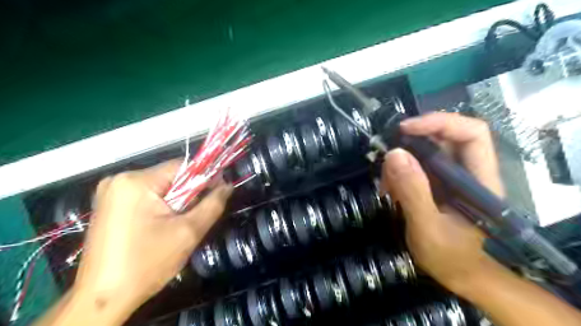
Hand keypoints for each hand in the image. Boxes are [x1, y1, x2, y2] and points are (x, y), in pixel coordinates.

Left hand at [74, 162, 231, 318]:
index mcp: (136, 182)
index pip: (183, 166)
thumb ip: (213, 204)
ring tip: (178, 225)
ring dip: (176, 202)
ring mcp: (111, 191)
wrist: (103, 299)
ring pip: (161, 187)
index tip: (218, 193)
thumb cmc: (147, 263)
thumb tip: (228, 185)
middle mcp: (120, 179)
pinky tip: (161, 226)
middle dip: (189, 194)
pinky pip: (147, 196)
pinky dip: (161, 207)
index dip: (205, 177)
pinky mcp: (110, 204)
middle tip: (195, 217)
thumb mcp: (189, 232)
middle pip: (171, 177)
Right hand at [383, 112, 504, 294]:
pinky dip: (399, 172)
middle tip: (386, 154)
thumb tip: (394, 153)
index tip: (405, 129)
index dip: (440, 122)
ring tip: (386, 185)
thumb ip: (414, 192)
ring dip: (401, 160)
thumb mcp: (427, 228)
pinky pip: (416, 165)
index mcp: (479, 180)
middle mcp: (468, 172)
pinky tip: (390, 191)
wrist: (457, 274)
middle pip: (445, 137)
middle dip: (412, 141)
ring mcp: (452, 177)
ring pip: (426, 151)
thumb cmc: (449, 257)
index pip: (472, 133)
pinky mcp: (438, 183)